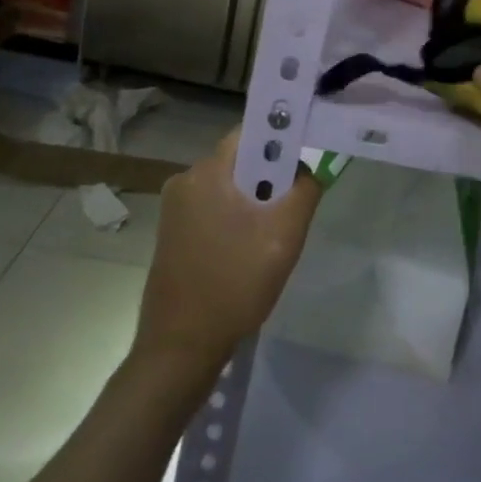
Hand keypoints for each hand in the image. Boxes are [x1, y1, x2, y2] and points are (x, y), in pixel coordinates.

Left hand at [133, 129, 322, 374]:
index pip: (251, 133)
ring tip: (271, 239)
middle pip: (243, 161)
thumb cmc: (235, 284)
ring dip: (256, 203)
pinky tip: (248, 253)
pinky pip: (216, 208)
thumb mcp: (285, 234)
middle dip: (272, 179)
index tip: (305, 163)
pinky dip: (238, 220)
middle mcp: (185, 181)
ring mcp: (175, 209)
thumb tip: (306, 170)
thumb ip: (304, 190)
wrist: (181, 348)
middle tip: (292, 212)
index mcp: (206, 173)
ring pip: (232, 188)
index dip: (283, 140)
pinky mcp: (173, 233)